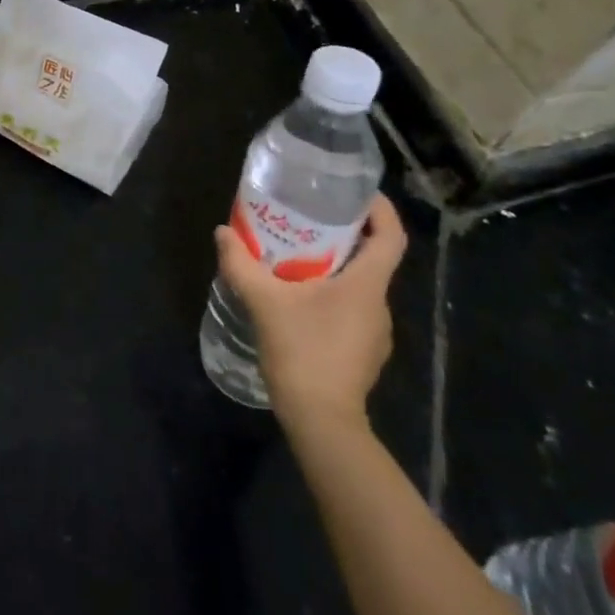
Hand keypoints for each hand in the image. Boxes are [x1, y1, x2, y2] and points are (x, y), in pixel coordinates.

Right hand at [214, 193, 407, 425]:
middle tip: (310, 219)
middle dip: (346, 234)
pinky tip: (300, 300)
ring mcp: (376, 332)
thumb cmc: (302, 351)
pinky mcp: (365, 352)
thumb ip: (241, 264)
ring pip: (361, 286)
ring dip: (337, 267)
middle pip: (374, 258)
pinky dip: (333, 295)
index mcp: (367, 285)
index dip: (380, 209)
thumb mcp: (264, 301)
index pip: (392, 236)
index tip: (356, 192)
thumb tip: (222, 232)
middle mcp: (380, 304)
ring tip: (298, 256)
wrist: (322, 422)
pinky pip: (353, 310)